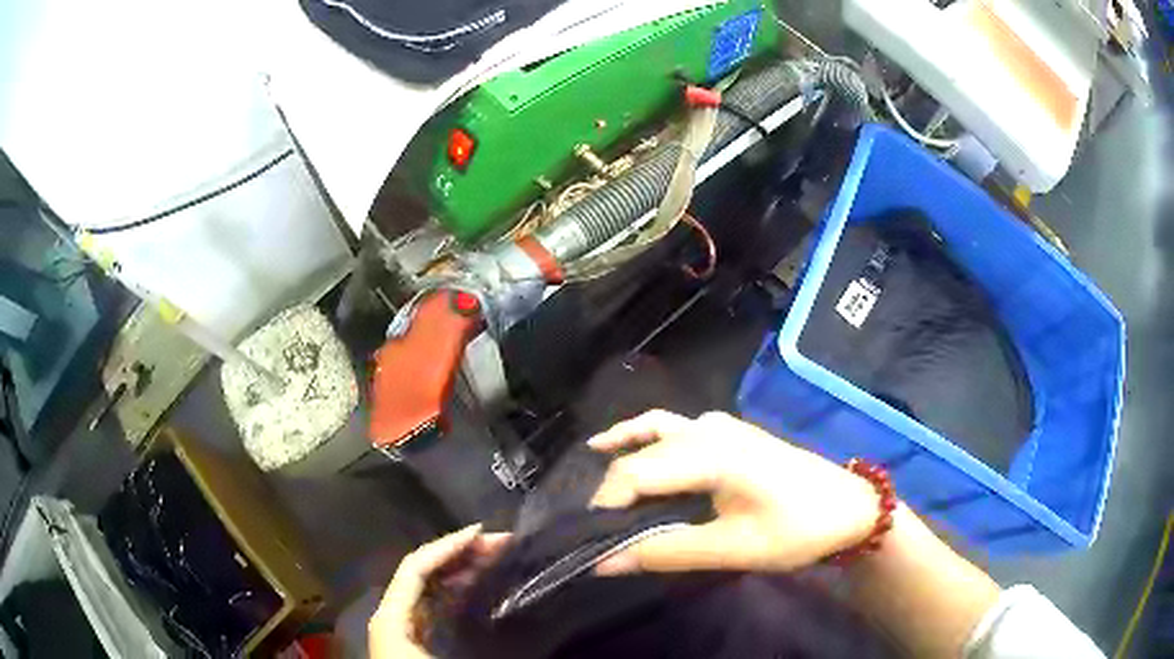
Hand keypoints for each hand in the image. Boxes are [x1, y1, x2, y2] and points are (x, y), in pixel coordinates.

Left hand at [369, 525, 509, 658]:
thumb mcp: (437, 654)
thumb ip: (462, 628)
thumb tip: (510, 617)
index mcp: (390, 612)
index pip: (416, 565)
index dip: (448, 545)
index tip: (482, 531)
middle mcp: (393, 611)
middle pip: (424, 571)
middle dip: (461, 552)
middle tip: (501, 541)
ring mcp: (403, 624)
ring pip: (431, 587)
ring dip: (462, 569)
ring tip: (495, 556)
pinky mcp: (415, 638)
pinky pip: (435, 605)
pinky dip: (456, 590)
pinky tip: (476, 584)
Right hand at [589, 411, 877, 574]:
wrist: (847, 507)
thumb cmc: (797, 529)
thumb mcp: (733, 549)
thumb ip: (666, 552)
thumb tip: (603, 563)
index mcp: (709, 453)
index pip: (634, 474)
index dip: (603, 508)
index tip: (589, 543)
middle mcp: (706, 428)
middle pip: (639, 457)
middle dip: (610, 494)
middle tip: (592, 534)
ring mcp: (717, 424)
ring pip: (651, 435)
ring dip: (620, 462)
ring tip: (597, 500)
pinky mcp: (724, 431)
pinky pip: (669, 428)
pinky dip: (639, 438)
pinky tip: (617, 446)